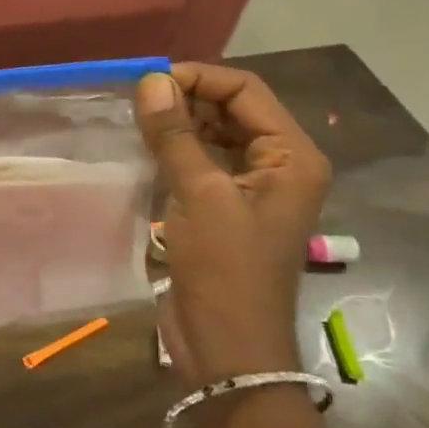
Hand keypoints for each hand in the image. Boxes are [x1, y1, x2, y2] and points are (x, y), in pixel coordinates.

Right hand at [135, 64, 330, 384]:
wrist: (228, 349)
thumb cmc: (224, 269)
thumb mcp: (199, 194)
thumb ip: (175, 133)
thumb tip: (150, 80)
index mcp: (292, 156)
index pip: (245, 90)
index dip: (198, 78)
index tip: (148, 82)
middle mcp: (279, 164)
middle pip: (231, 108)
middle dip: (186, 98)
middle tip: (137, 102)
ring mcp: (252, 187)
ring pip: (213, 133)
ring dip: (178, 123)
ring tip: (136, 122)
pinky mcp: (226, 206)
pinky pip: (201, 160)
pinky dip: (174, 149)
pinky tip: (144, 149)